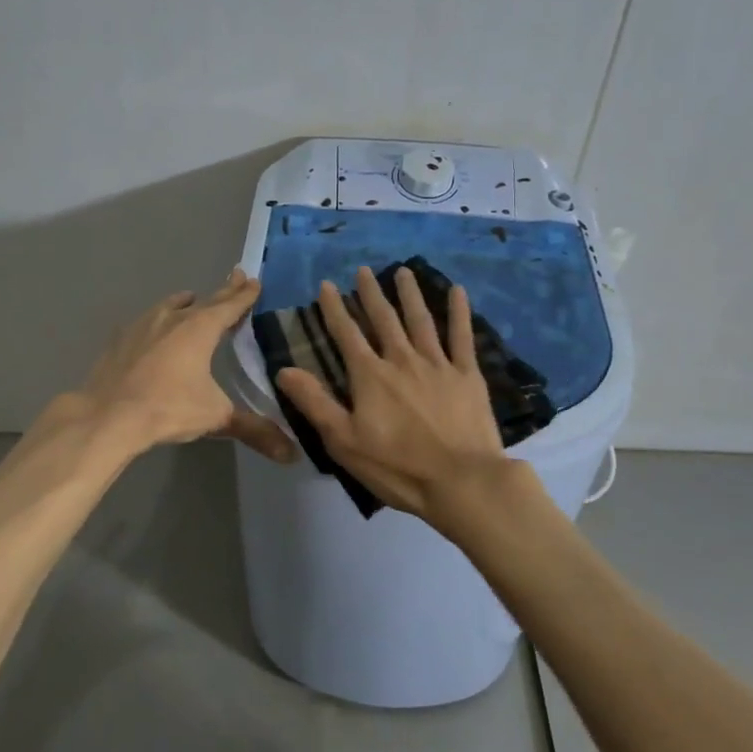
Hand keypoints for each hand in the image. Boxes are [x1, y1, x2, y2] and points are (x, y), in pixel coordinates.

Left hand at [72, 269, 295, 461]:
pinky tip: (151, 330)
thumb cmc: (168, 408)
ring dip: (184, 303)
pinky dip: (155, 322)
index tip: (253, 281)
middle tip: (235, 276)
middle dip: (222, 291)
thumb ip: (253, 430)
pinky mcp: (120, 340)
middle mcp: (173, 319)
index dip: (244, 295)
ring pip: (169, 306)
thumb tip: (290, 454)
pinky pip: (144, 323)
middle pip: (204, 300)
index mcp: (200, 329)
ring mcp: (142, 326)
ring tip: (190, 299)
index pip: (229, 305)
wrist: (108, 416)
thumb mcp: (215, 417)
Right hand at [276, 265, 510, 519]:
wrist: (461, 481)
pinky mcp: (468, 375)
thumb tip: (284, 369)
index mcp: (370, 375)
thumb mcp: (343, 441)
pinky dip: (459, 312)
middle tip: (364, 270)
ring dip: (410, 294)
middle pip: (383, 319)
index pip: (346, 334)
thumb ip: (314, 402)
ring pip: (420, 320)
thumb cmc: (397, 466)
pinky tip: (458, 292)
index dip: (334, 308)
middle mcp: (402, 359)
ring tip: (403, 271)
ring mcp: (438, 364)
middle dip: (370, 294)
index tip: (327, 285)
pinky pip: (462, 336)